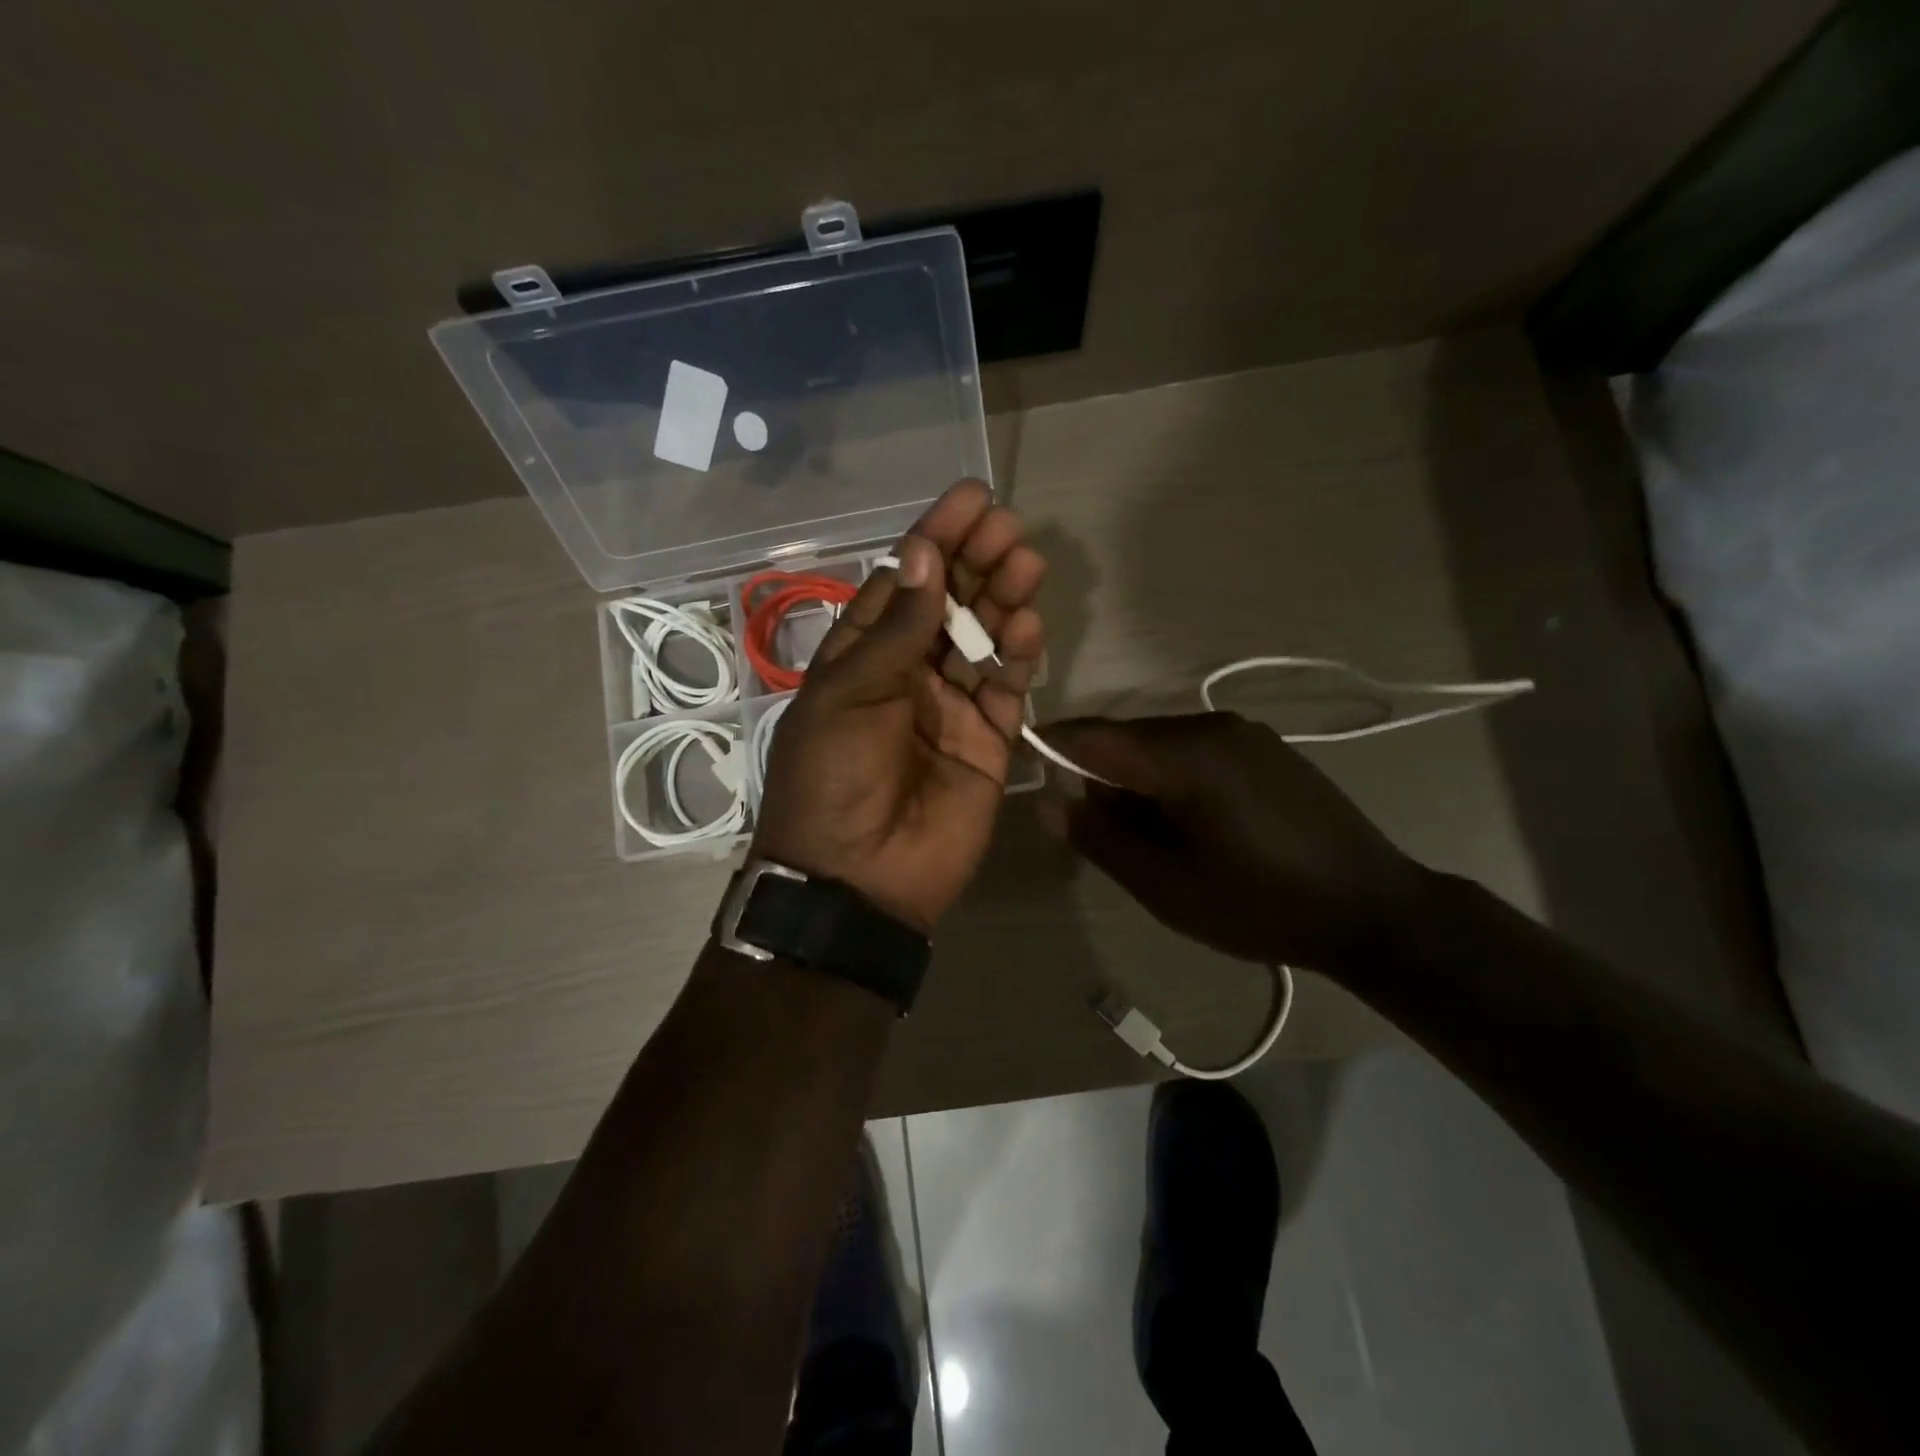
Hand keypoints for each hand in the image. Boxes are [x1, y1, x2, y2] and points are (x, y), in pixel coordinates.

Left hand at [750, 480, 1045, 932]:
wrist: (858, 879)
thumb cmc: (834, 777)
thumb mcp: (850, 694)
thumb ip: (897, 629)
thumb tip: (922, 554)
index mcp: (861, 657)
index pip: (902, 584)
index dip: (934, 540)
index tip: (970, 499)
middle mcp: (908, 674)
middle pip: (948, 605)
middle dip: (975, 561)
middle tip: (1007, 526)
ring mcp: (951, 707)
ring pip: (984, 640)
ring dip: (1003, 599)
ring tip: (1026, 562)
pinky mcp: (988, 742)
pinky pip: (1007, 689)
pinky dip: (1018, 657)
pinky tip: (1026, 627)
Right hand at [1039, 713, 1430, 972]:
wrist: (1373, 909)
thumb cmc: (1261, 905)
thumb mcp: (1167, 888)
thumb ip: (1101, 840)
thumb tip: (1050, 803)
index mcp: (1185, 757)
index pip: (1093, 737)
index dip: (1052, 748)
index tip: (1027, 770)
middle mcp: (1210, 726)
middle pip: (1125, 738)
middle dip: (1099, 777)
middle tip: (1104, 834)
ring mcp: (1242, 731)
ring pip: (1158, 742)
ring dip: (1137, 779)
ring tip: (1155, 837)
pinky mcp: (1262, 745)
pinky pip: (1193, 747)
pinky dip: (1171, 776)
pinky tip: (1192, 822)